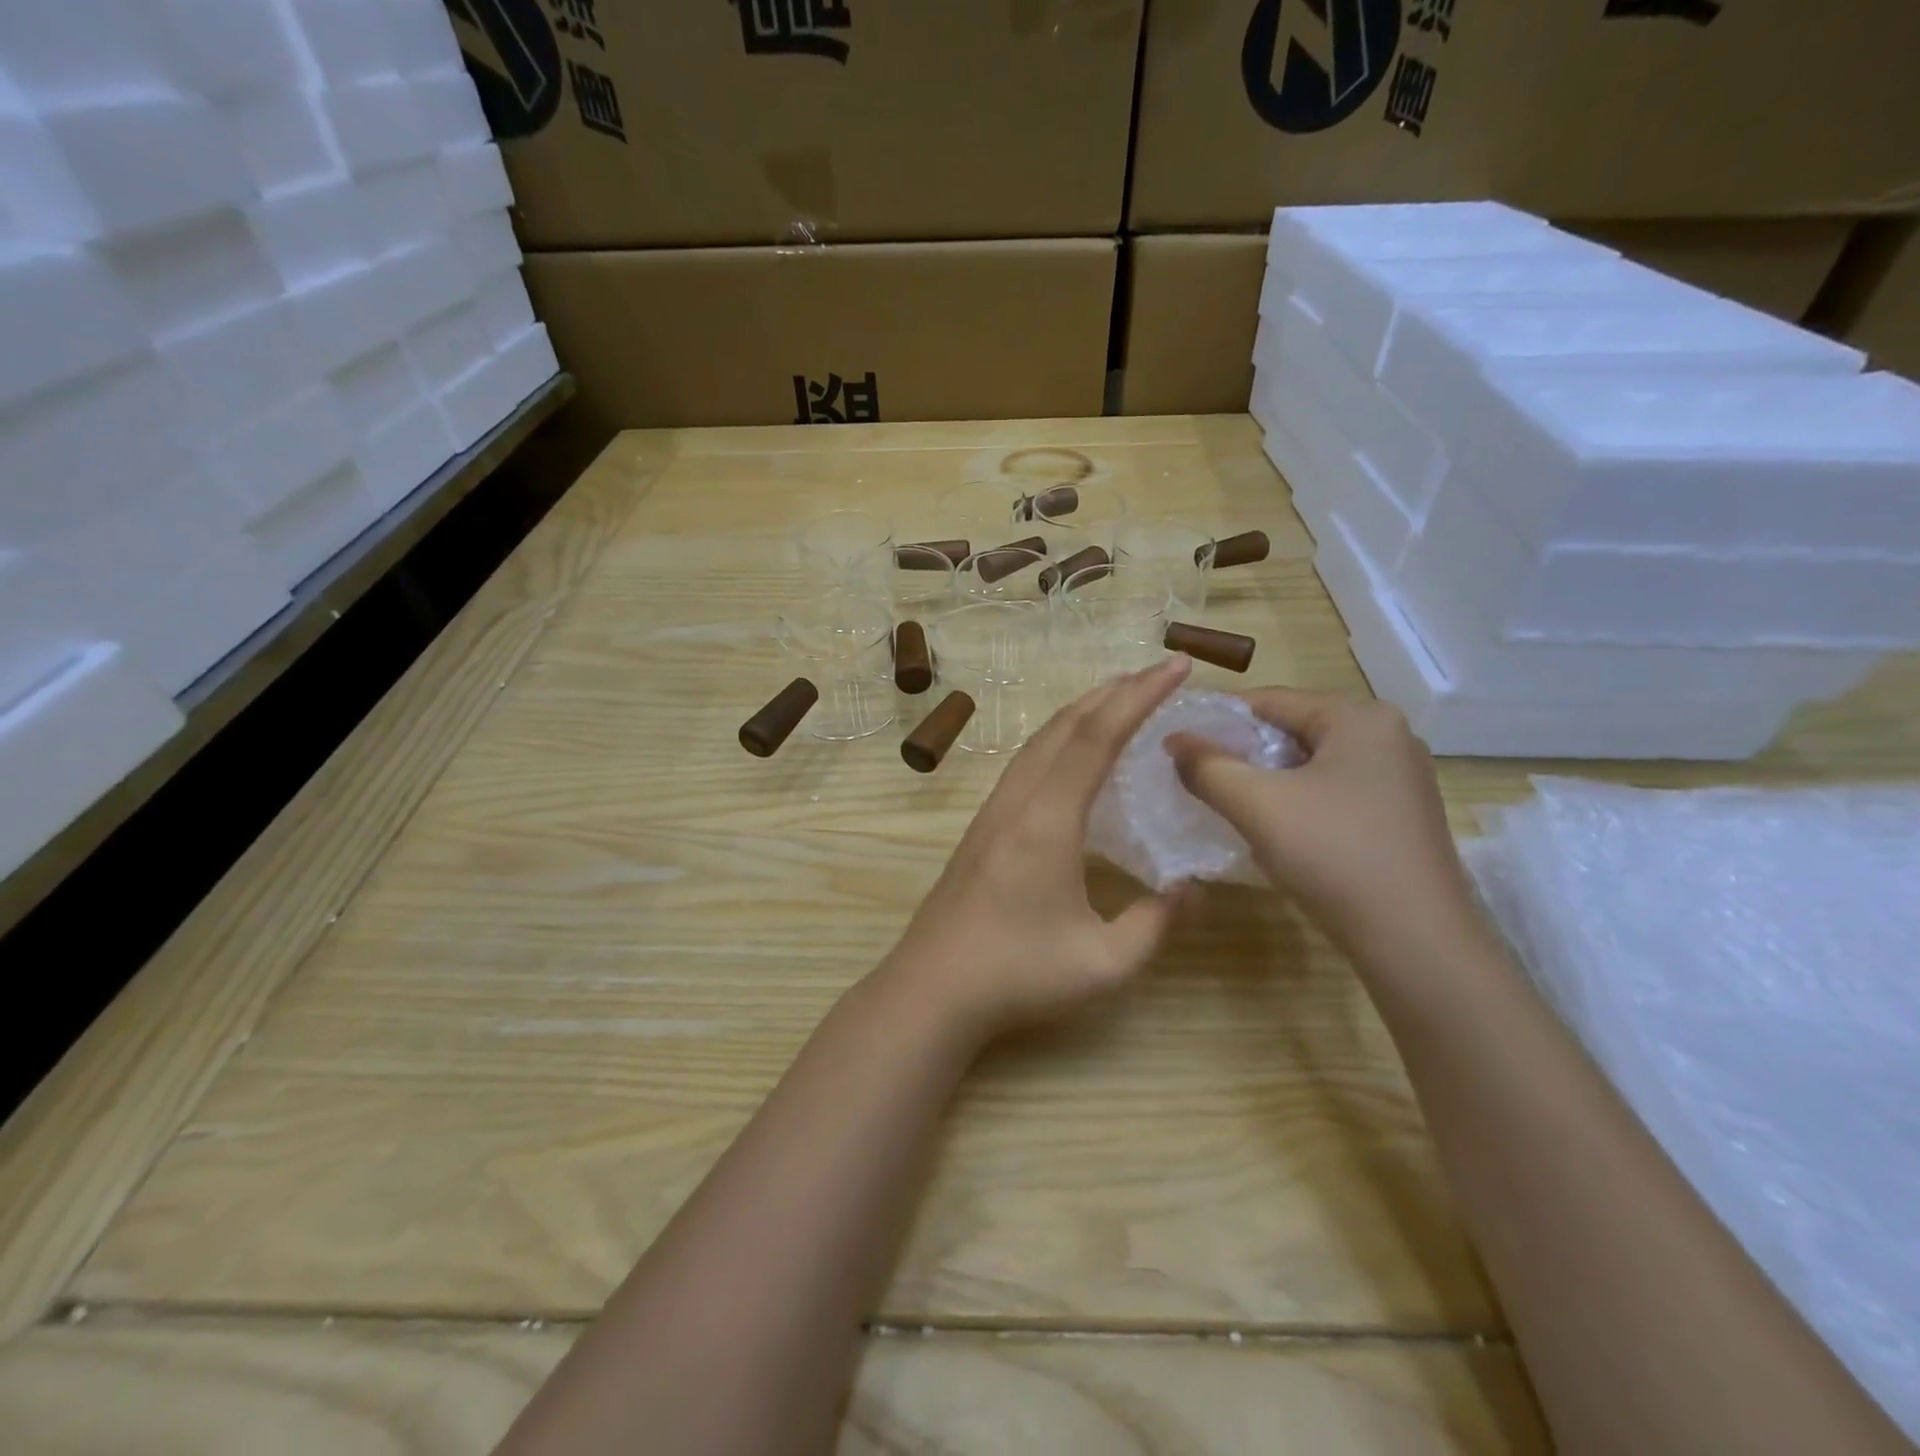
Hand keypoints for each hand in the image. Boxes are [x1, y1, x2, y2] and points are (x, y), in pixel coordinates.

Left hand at [880, 656, 1196, 1039]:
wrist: (931, 989)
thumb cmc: (1018, 975)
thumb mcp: (1104, 962)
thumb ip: (1156, 923)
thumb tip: (1191, 889)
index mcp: (1049, 818)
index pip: (1099, 736)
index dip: (1140, 696)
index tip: (1176, 667)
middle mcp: (1018, 800)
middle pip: (1065, 725)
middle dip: (1113, 691)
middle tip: (1156, 674)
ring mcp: (993, 811)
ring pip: (1040, 740)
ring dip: (1081, 711)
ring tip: (1119, 700)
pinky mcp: (981, 827)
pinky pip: (1026, 762)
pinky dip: (1058, 739)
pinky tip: (1070, 755)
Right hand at [1165, 690, 1491, 969]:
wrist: (1416, 941)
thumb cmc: (1334, 855)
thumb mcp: (1257, 805)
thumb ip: (1207, 766)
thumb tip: (1173, 740)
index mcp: (1360, 717)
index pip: (1270, 700)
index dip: (1217, 721)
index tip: (1180, 748)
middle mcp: (1389, 735)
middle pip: (1293, 730)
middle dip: (1244, 754)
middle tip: (1202, 781)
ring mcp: (1401, 777)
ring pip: (1312, 764)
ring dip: (1269, 781)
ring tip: (1234, 808)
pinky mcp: (1402, 814)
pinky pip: (1335, 791)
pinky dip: (1300, 802)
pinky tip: (1280, 833)